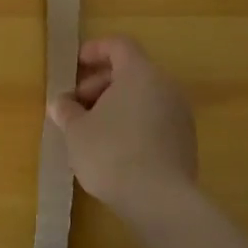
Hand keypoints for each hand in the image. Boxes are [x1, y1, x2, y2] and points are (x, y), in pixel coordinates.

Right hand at [47, 36, 198, 223]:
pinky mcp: (186, 142)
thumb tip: (61, 103)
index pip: (118, 45)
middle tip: (76, 105)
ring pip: (143, 97)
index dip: (94, 50)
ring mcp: (180, 114)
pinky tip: (114, 149)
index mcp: (140, 73)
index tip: (74, 66)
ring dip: (116, 105)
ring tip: (91, 130)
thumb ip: (67, 110)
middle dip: (100, 83)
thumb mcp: (76, 130)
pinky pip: (154, 119)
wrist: (160, 201)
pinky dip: (133, 123)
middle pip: (131, 71)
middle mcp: (165, 86)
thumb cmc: (111, 153)